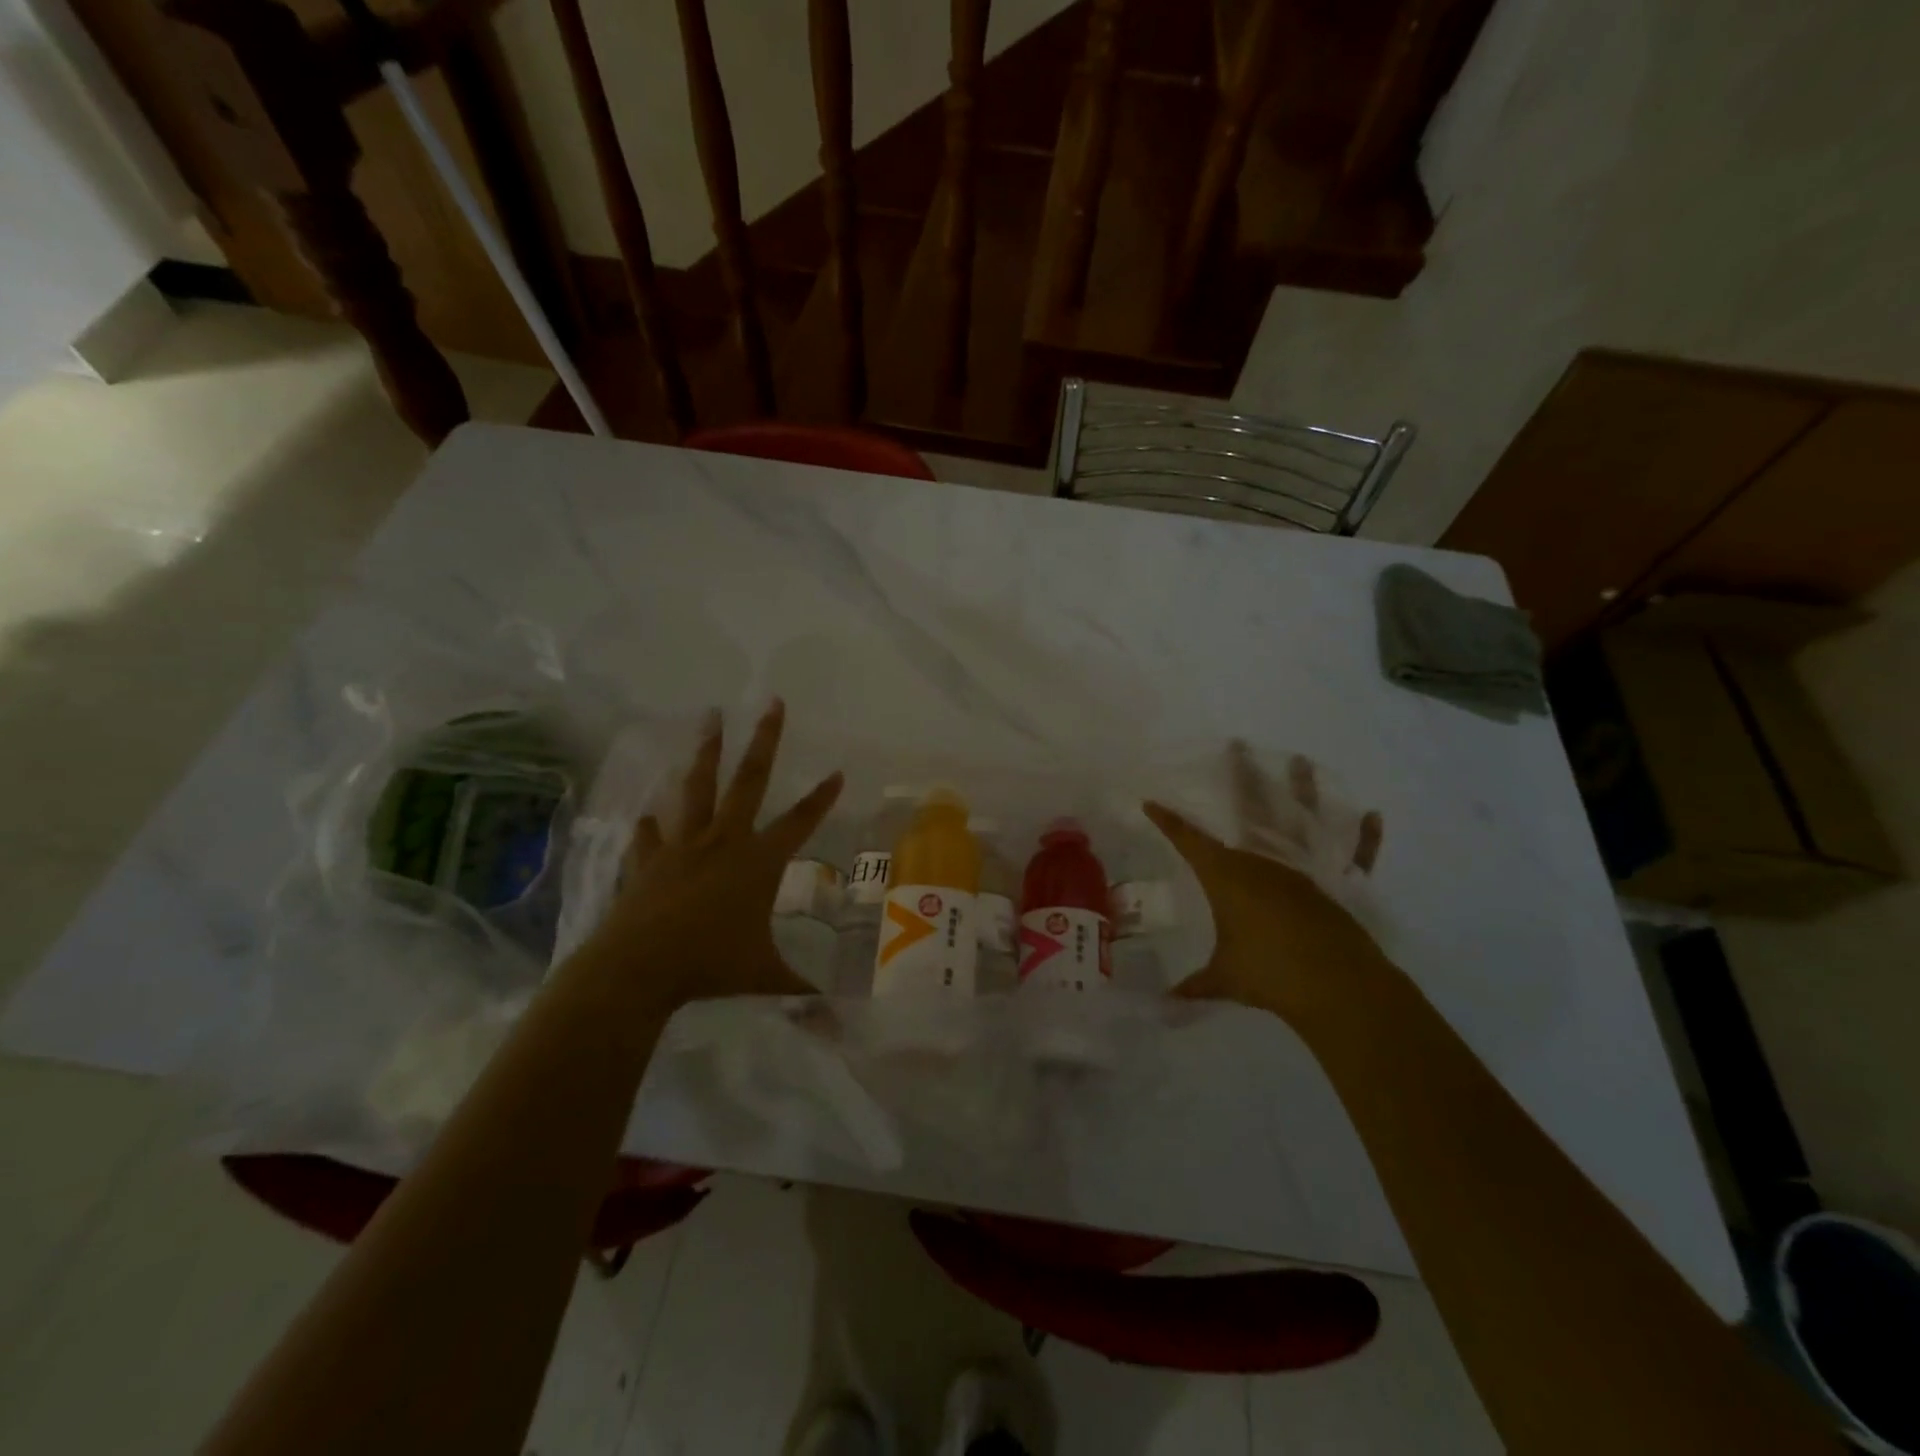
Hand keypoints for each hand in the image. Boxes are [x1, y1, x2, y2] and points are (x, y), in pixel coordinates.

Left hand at [580, 700, 842, 1013]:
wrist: (637, 970)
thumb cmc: (710, 967)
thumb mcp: (765, 979)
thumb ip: (802, 995)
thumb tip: (842, 1026)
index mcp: (758, 862)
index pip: (801, 822)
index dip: (822, 798)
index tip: (837, 771)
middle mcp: (723, 842)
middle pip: (749, 780)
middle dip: (764, 741)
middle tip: (771, 704)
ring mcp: (682, 847)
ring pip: (697, 789)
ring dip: (706, 753)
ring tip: (709, 719)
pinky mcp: (649, 862)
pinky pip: (651, 836)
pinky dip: (651, 826)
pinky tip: (647, 815)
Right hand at [1144, 744, 1388, 1027]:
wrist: (1333, 986)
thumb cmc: (1268, 972)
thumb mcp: (1225, 979)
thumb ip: (1195, 988)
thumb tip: (1163, 1008)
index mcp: (1229, 875)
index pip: (1189, 841)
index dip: (1169, 822)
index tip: (1151, 803)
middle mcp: (1266, 860)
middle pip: (1250, 810)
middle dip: (1241, 778)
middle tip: (1237, 747)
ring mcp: (1306, 867)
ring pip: (1303, 820)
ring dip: (1303, 789)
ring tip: (1300, 761)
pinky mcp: (1340, 883)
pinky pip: (1356, 855)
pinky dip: (1366, 838)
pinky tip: (1374, 815)